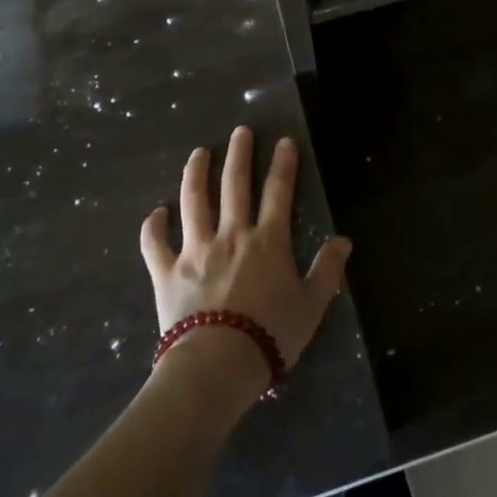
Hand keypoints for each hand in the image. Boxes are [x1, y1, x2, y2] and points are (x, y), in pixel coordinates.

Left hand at [140, 128, 351, 396]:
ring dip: (196, 174)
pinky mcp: (168, 272)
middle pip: (234, 185)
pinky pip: (156, 244)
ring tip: (198, 153)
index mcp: (267, 241)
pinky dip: (153, 227)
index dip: (283, 164)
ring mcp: (196, 250)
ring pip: (194, 202)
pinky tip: (155, 212)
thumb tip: (343, 241)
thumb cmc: (270, 335)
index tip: (284, 141)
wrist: (217, 365)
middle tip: (240, 131)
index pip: (279, 192)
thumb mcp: (311, 306)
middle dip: (239, 154)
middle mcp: (231, 235)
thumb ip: (327, 271)